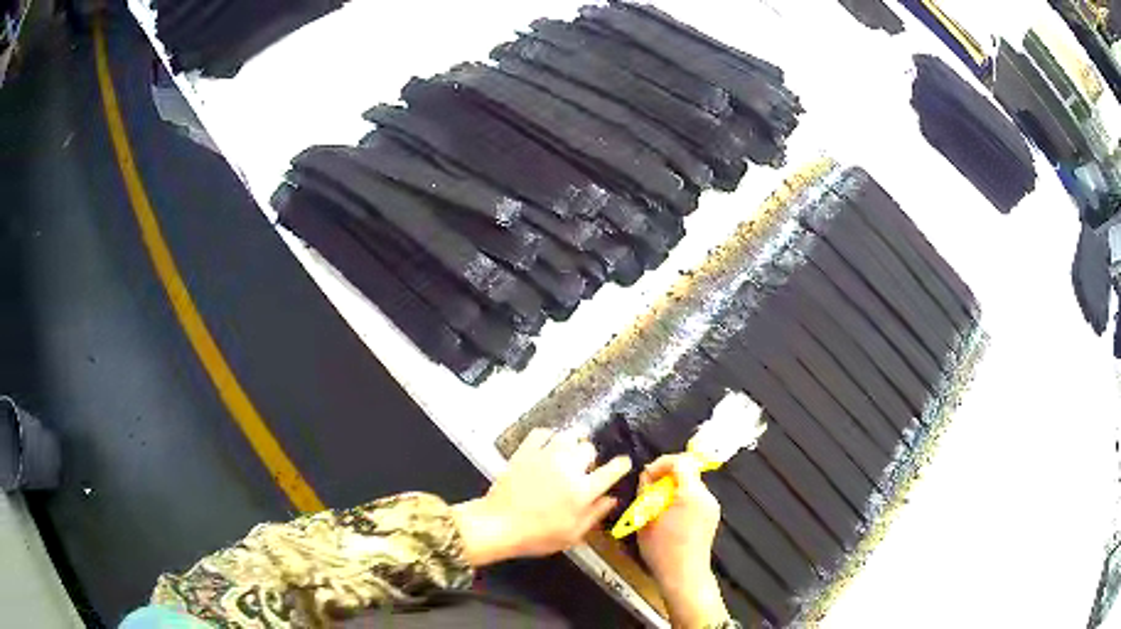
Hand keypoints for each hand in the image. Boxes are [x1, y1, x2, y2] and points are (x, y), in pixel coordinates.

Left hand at [454, 428, 631, 566]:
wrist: (498, 525)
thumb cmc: (538, 536)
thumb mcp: (573, 534)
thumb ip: (595, 514)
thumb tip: (612, 499)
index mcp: (583, 490)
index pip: (613, 469)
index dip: (621, 465)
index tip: (622, 464)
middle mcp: (568, 468)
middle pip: (590, 449)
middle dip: (591, 458)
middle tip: (583, 470)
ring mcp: (545, 456)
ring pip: (570, 435)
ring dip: (573, 443)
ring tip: (569, 453)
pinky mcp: (526, 451)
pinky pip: (543, 432)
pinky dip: (549, 436)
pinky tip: (549, 445)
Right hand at [637, 455, 728, 628]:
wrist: (684, 575)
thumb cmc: (662, 550)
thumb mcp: (646, 520)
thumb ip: (646, 493)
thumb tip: (647, 477)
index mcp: (691, 494)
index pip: (681, 461)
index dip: (662, 462)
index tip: (648, 475)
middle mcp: (706, 496)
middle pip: (687, 472)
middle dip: (666, 477)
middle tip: (648, 491)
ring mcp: (712, 507)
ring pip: (691, 485)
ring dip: (672, 489)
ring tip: (655, 506)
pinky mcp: (711, 516)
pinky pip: (695, 498)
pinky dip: (681, 499)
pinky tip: (668, 517)